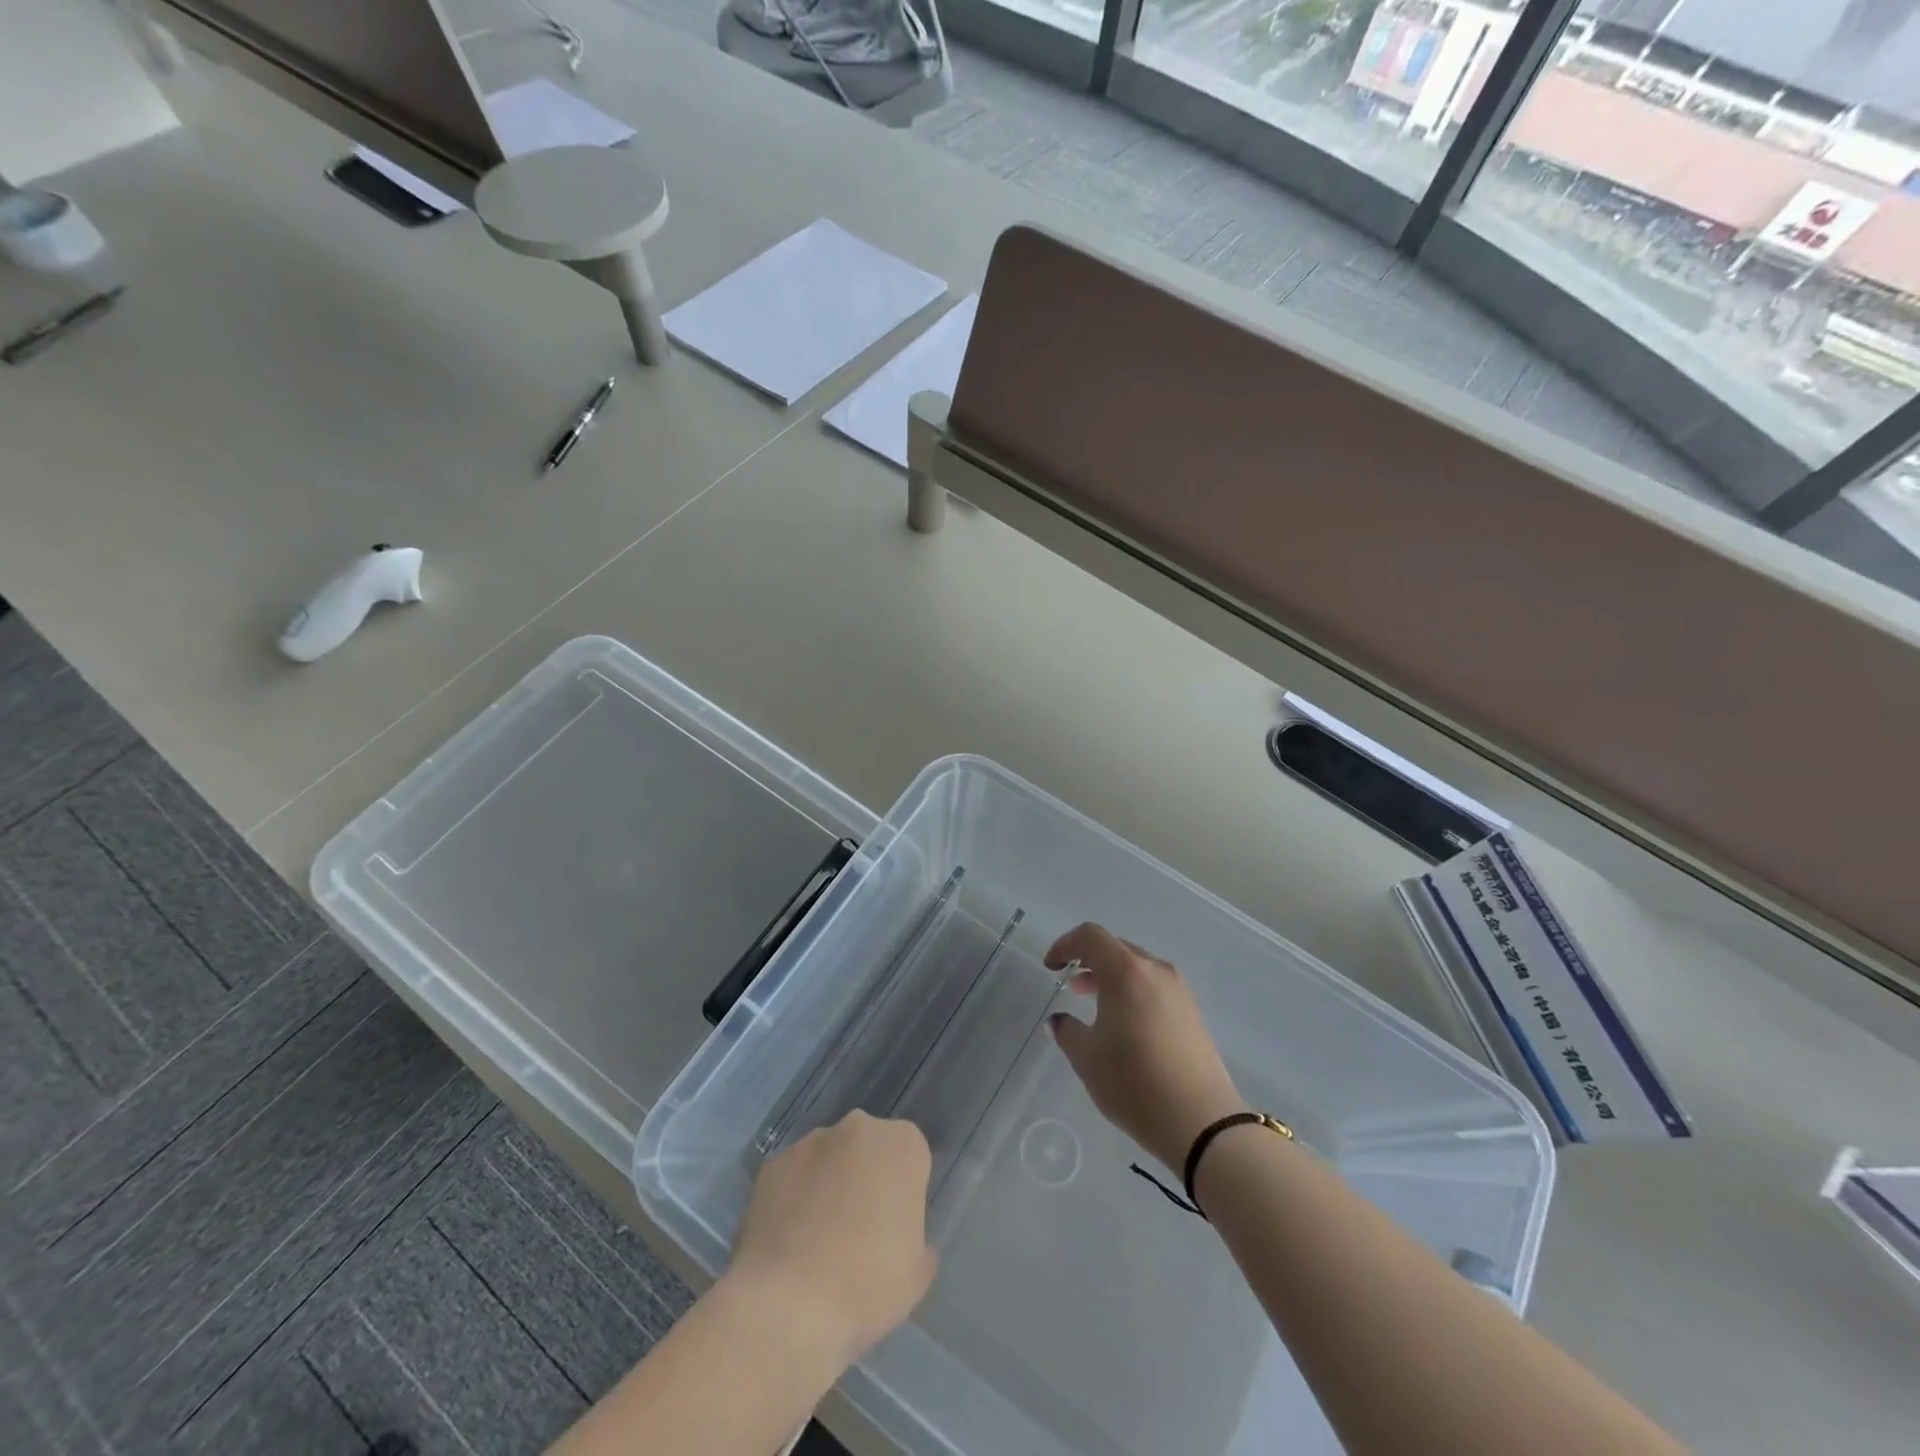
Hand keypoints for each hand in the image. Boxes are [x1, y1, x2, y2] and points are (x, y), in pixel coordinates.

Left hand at [725, 1111, 937, 1367]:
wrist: (788, 1305)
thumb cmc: (867, 1286)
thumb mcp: (914, 1275)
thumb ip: (917, 1243)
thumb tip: (901, 1237)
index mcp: (903, 1145)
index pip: (910, 1156)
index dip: (902, 1191)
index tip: (893, 1226)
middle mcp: (859, 1128)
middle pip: (868, 1148)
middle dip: (865, 1177)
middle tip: (858, 1229)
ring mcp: (812, 1141)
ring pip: (829, 1158)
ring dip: (828, 1184)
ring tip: (816, 1239)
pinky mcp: (773, 1162)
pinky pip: (793, 1176)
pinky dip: (794, 1197)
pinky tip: (788, 1240)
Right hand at [1046, 922, 1244, 1172]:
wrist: (1202, 1123)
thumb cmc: (1134, 1083)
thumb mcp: (1087, 1058)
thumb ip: (1067, 1031)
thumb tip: (1060, 1020)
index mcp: (1126, 972)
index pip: (1090, 936)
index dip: (1065, 945)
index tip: (1051, 967)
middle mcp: (1155, 970)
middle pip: (1116, 948)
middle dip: (1088, 960)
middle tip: (1069, 983)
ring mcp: (1178, 990)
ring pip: (1137, 967)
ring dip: (1111, 977)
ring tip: (1092, 1003)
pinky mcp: (1192, 1012)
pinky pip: (1154, 986)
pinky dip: (1132, 991)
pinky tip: (1123, 1023)